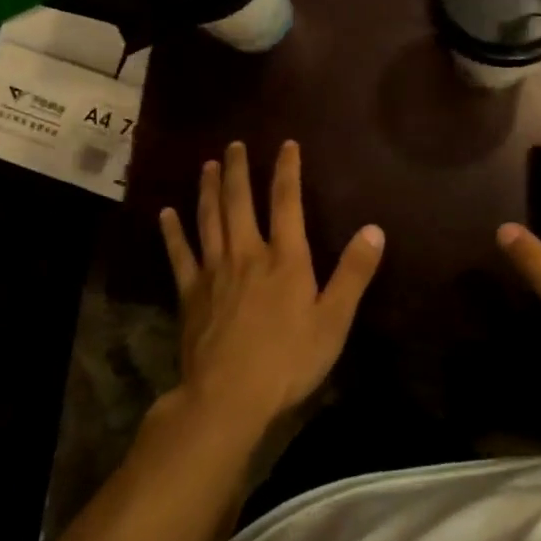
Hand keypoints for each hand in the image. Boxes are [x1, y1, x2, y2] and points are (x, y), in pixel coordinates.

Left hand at [158, 140, 385, 432]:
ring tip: (207, 166)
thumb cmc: (288, 359)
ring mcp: (214, 272)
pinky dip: (172, 233)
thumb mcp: (334, 320)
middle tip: (234, 145)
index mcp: (285, 259)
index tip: (286, 145)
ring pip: (209, 220)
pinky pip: (179, 255)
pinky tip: (166, 214)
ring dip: (208, 190)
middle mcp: (247, 254)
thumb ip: (354, 273)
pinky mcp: (190, 293)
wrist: (229, 396)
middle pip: (240, 203)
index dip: (287, 171)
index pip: (287, 202)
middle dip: (238, 171)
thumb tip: (374, 229)